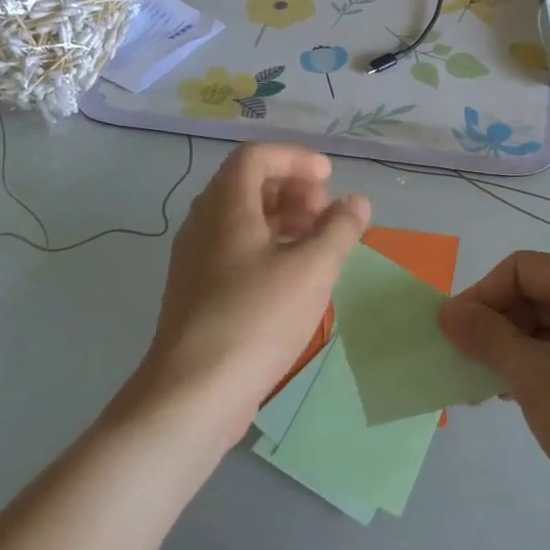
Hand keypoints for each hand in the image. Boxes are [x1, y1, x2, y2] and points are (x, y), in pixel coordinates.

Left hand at [136, 145, 369, 435]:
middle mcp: (203, 223)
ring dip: (282, 220)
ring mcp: (195, 259)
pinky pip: (233, 249)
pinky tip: (292, 279)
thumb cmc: (257, 319)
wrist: (193, 394)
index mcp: (225, 206)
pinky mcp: (196, 291)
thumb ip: (340, 229)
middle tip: (325, 215)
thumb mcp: (312, 270)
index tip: (330, 179)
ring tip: (316, 246)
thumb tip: (357, 202)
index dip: (296, 158)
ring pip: (241, 219)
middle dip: (292, 190)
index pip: (256, 155)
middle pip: (247, 184)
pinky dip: (267, 248)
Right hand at [438, 252, 549, 511]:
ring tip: (487, 390)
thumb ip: (487, 337)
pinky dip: (539, 366)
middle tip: (467, 366)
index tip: (455, 336)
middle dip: (496, 326)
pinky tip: (519, 398)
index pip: (520, 269)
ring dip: (513, 350)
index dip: (481, 296)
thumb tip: (447, 310)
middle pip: (536, 294)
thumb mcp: (533, 376)